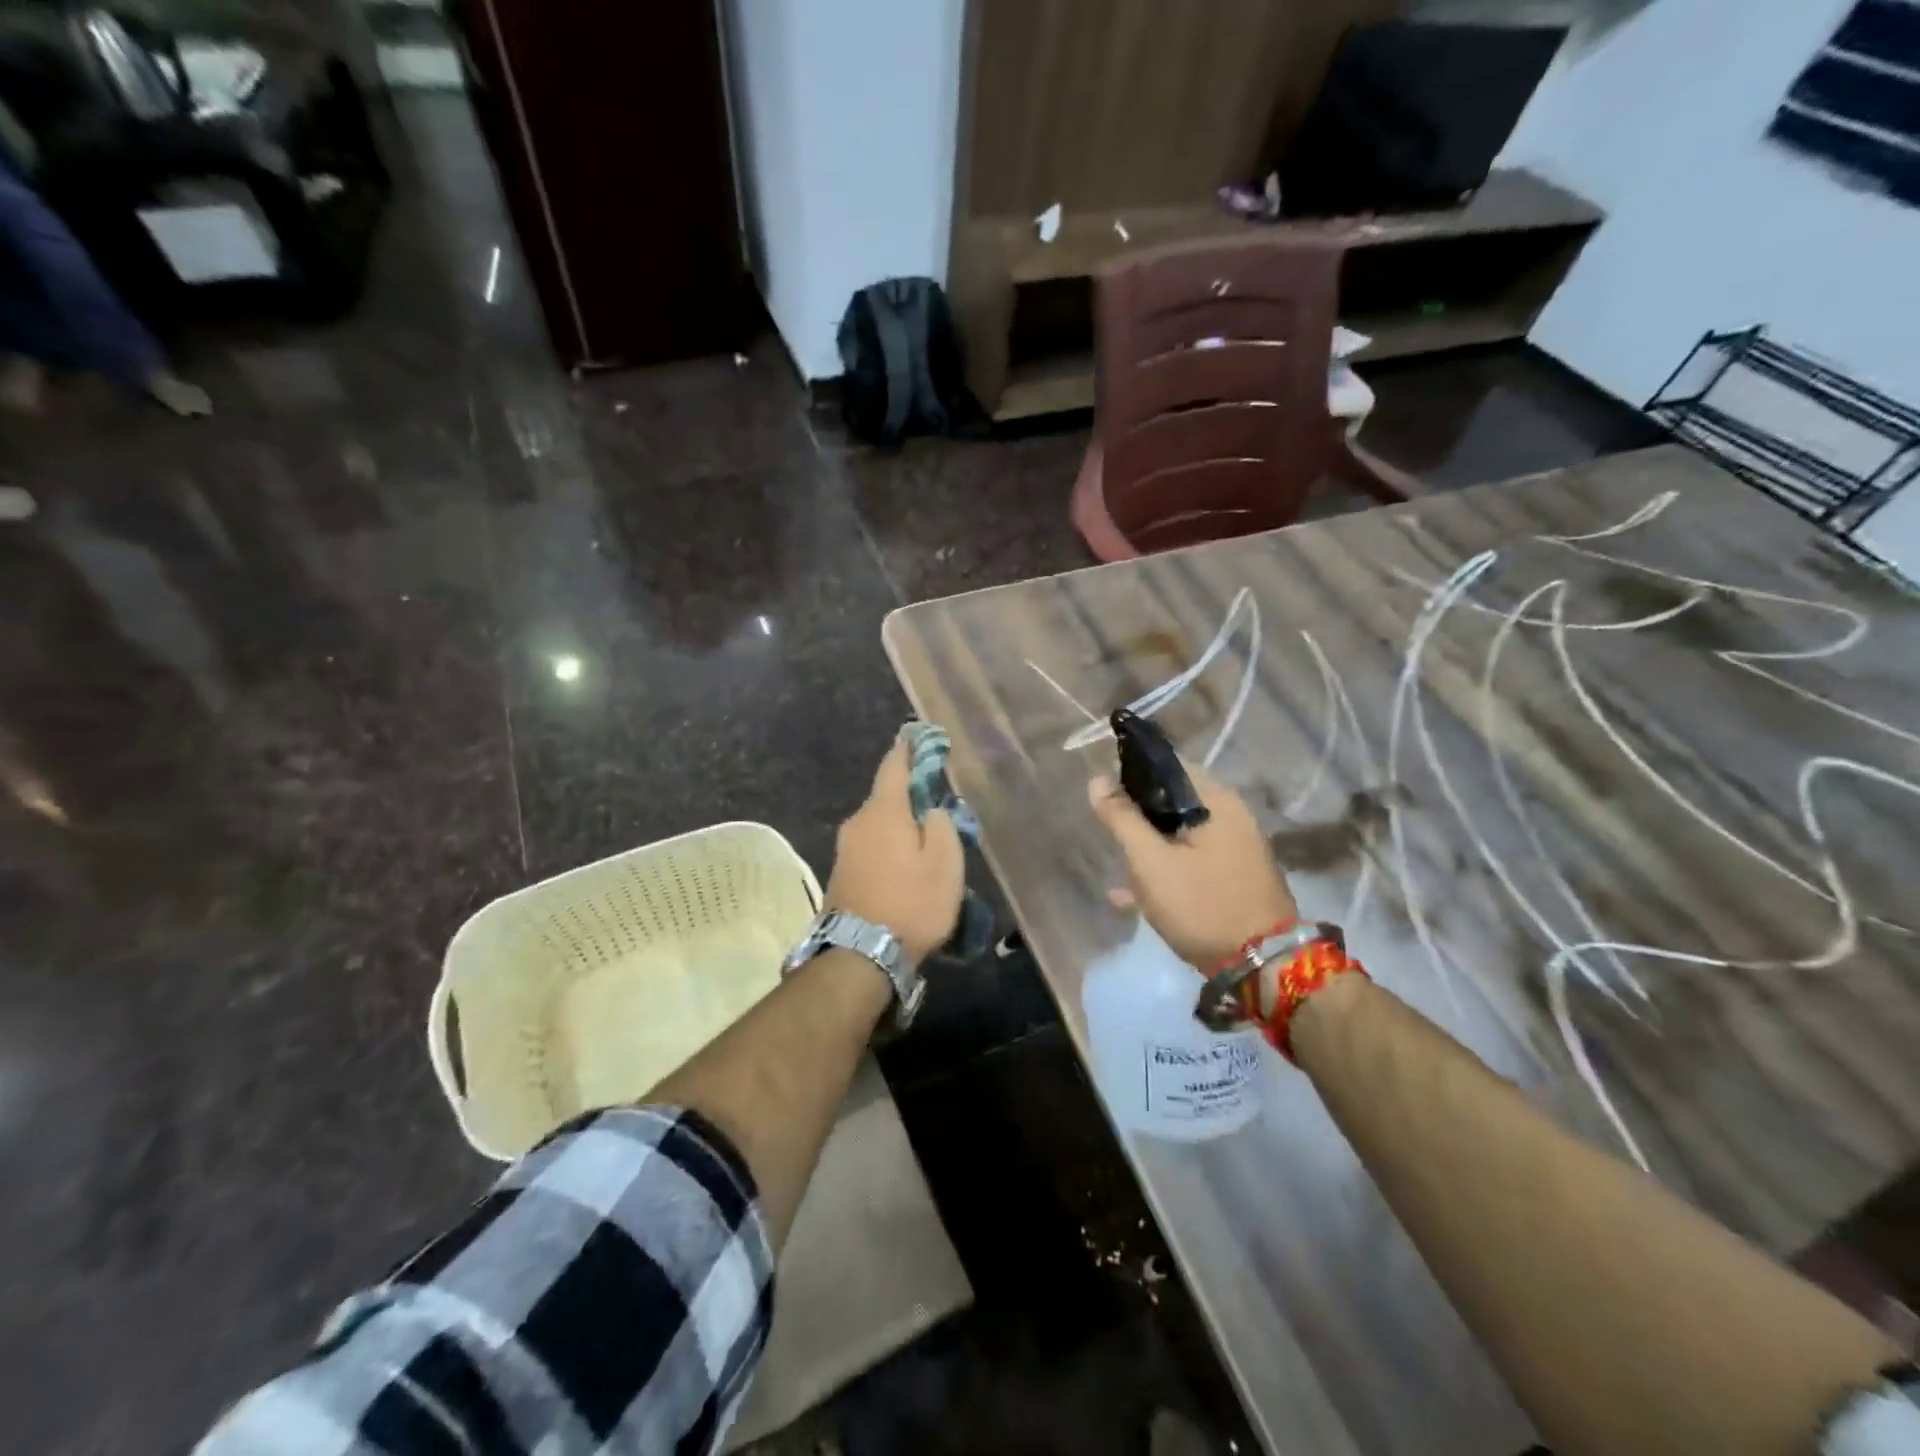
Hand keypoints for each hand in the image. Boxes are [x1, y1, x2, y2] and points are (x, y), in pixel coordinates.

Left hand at [827, 740, 964, 965]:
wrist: (860, 955)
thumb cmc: (911, 903)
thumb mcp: (945, 863)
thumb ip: (943, 825)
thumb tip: (932, 809)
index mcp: (884, 811)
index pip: (894, 766)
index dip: (907, 749)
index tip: (917, 737)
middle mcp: (858, 822)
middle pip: (886, 797)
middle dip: (909, 796)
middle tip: (937, 805)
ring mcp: (845, 849)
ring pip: (878, 824)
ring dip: (899, 826)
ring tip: (925, 843)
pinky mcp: (841, 873)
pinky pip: (870, 846)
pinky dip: (889, 847)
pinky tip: (904, 866)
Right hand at [1089, 763, 1296, 968]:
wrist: (1262, 965)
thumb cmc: (1201, 904)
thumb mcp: (1150, 862)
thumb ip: (1122, 819)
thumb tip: (1097, 780)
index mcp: (1216, 800)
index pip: (1168, 765)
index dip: (1131, 773)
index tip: (1104, 794)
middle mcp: (1231, 815)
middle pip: (1173, 799)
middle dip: (1137, 815)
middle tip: (1109, 834)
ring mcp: (1236, 847)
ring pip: (1180, 832)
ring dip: (1148, 846)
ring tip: (1119, 869)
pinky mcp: (1234, 876)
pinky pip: (1191, 859)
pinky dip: (1165, 868)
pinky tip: (1131, 894)